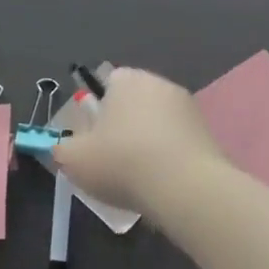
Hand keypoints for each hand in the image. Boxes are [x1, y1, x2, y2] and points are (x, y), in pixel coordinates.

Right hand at [52, 67, 228, 222]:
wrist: (187, 189)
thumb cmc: (123, 163)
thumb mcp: (74, 159)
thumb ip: (61, 149)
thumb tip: (62, 148)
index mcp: (127, 79)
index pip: (107, 83)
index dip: (97, 111)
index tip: (93, 140)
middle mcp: (159, 83)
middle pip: (133, 103)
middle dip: (123, 127)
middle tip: (111, 161)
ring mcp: (188, 107)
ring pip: (157, 123)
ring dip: (148, 143)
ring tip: (138, 180)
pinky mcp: (207, 134)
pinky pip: (178, 142)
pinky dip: (170, 158)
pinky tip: (162, 185)